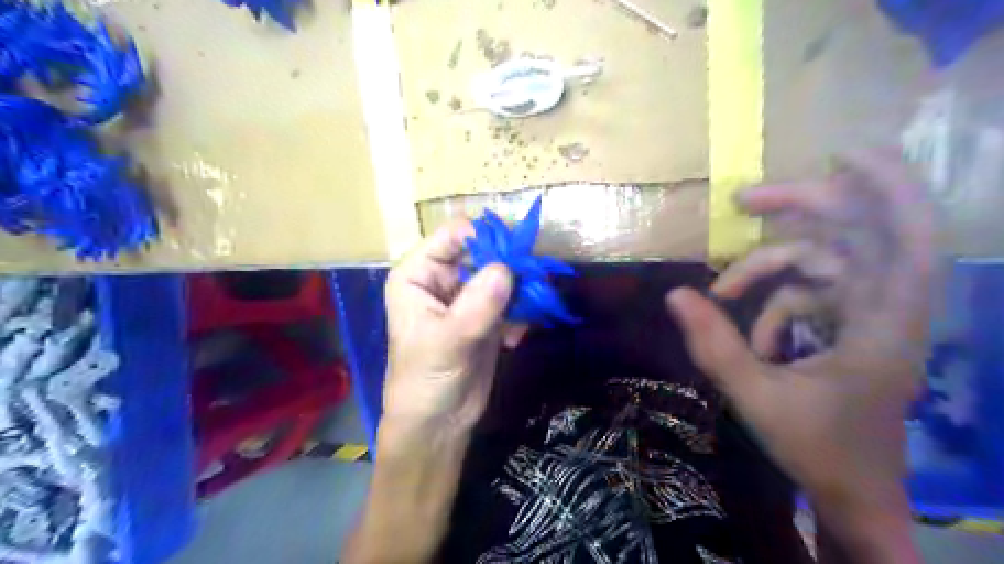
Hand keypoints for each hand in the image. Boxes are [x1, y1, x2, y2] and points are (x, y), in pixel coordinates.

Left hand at [381, 221, 513, 434]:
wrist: (437, 424)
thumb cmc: (425, 381)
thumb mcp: (447, 342)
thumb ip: (476, 305)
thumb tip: (507, 268)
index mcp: (420, 273)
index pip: (455, 235)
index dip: (485, 237)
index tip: (515, 254)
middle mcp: (444, 278)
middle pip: (484, 251)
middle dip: (510, 263)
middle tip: (533, 280)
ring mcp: (468, 297)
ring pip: (503, 274)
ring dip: (521, 288)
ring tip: (532, 307)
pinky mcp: (487, 316)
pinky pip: (512, 299)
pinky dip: (521, 312)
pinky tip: (515, 338)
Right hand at [665, 149, 933, 511]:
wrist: (852, 490)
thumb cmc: (818, 447)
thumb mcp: (756, 396)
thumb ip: (715, 345)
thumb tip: (675, 295)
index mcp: (885, 323)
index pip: (908, 235)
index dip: (886, 185)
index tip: (841, 152)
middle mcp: (885, 309)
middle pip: (854, 232)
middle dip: (797, 210)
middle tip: (743, 203)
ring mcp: (867, 316)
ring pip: (819, 263)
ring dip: (766, 271)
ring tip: (721, 296)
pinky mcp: (850, 327)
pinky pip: (808, 293)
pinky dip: (774, 305)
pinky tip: (755, 338)